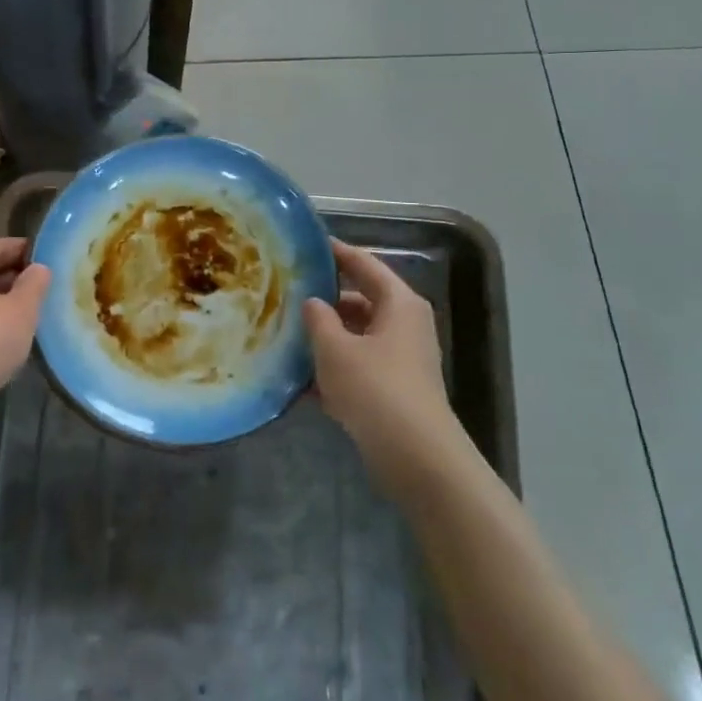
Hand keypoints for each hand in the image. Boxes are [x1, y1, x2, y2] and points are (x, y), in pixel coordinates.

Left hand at [0, 237, 50, 425]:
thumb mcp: (20, 311)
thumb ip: (34, 285)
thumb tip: (40, 268)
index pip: (2, 244)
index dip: (30, 252)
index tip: (57, 264)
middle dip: (19, 278)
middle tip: (52, 290)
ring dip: (7, 303)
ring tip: (38, 314)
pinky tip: (13, 339)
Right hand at [304, 240, 469, 489]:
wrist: (416, 457)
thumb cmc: (375, 389)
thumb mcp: (335, 348)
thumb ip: (318, 319)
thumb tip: (313, 302)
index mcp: (398, 304)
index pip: (364, 264)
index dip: (336, 253)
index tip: (307, 244)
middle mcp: (404, 325)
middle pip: (360, 300)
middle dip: (325, 299)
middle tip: (287, 293)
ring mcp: (401, 359)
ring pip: (356, 336)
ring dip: (326, 337)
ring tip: (285, 334)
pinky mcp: (394, 390)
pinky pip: (358, 367)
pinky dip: (334, 369)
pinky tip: (299, 380)